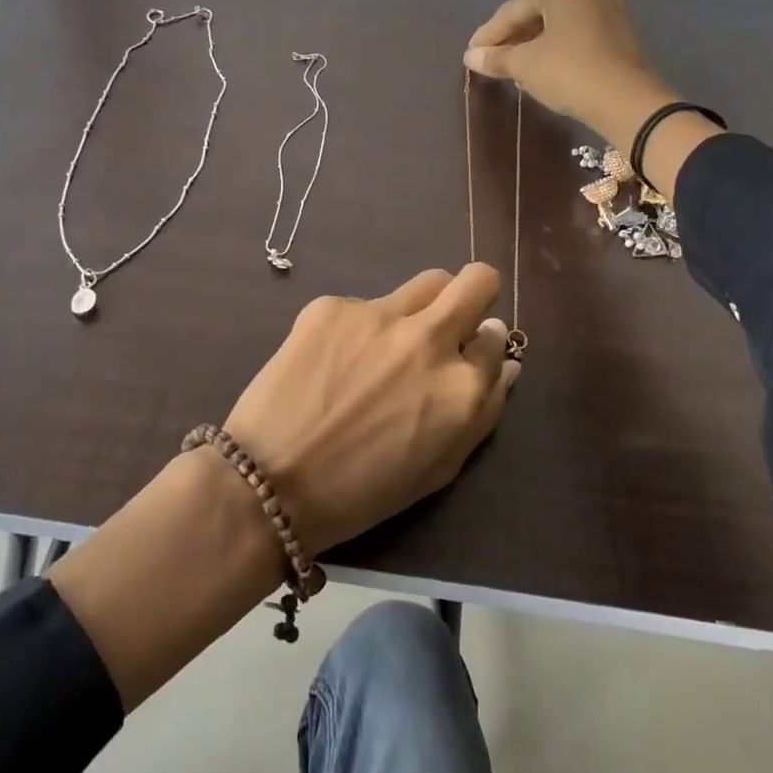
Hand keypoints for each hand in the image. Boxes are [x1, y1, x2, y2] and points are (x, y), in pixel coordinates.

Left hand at [224, 264, 519, 555]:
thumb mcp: (440, 466)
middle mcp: (429, 339)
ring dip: (424, 305)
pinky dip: (362, 327)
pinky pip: (365, 304)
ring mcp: (379, 315)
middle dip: (476, 295)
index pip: (497, 340)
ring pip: (427, 282)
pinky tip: (334, 360)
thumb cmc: (361, 491)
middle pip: (477, 281)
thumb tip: (504, 364)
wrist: (269, 481)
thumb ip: (481, 411)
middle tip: (452, 321)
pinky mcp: (333, 306)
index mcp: (462, 387)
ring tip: (392, 341)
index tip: (467, 357)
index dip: (484, 348)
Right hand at [464, 0, 673, 148]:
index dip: (489, 34)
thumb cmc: (569, 72)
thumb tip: (471, 56)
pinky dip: (556, 46)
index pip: (513, 10)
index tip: (470, 53)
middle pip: (537, 13)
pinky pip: (577, 33)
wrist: (626, 101)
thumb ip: (496, 57)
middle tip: (489, 59)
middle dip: (512, 37)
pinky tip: (540, 66)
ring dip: (533, 43)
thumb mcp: (525, 65)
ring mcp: (610, 5)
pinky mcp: (621, 29)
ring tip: (511, 66)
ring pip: (558, 23)